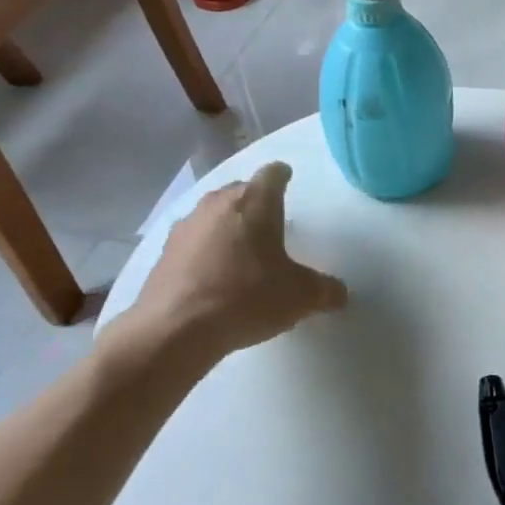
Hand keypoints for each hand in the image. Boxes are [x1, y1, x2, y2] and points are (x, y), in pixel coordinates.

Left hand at [100, 162, 347, 376]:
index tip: (287, 178)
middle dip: (255, 201)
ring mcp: (186, 226)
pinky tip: (213, 275)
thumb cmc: (247, 297)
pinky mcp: (164, 253)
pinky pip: (193, 241)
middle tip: (271, 220)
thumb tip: (340, 294)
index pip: (272, 174)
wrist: (176, 329)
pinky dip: (205, 250)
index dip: (282, 175)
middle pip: (240, 190)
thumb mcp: (300, 297)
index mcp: (255, 202)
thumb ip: (326, 290)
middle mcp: (218, 204)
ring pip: (213, 214)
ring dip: (228, 225)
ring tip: (242, 249)